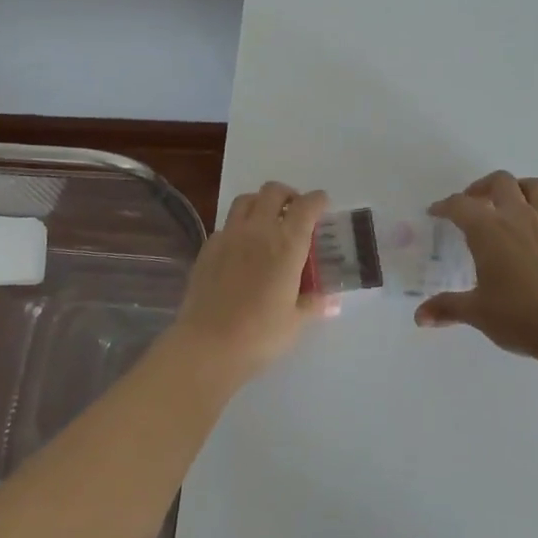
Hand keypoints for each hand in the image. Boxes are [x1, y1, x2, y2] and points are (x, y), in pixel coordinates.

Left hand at [172, 182, 333, 376]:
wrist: (207, 345)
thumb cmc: (259, 335)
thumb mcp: (295, 321)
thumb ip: (313, 304)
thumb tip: (330, 300)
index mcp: (286, 244)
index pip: (306, 206)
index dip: (317, 200)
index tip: (322, 204)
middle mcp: (258, 230)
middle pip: (273, 191)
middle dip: (288, 195)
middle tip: (294, 212)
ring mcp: (229, 236)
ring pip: (246, 200)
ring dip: (260, 203)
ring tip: (266, 221)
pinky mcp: (208, 247)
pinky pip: (226, 224)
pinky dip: (239, 226)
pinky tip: (241, 248)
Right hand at [415, 171, 537, 364]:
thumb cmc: (519, 317)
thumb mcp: (476, 313)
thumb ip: (446, 308)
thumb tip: (420, 317)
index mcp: (488, 231)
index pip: (460, 206)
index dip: (444, 206)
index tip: (435, 213)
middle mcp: (518, 218)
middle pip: (500, 182)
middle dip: (482, 187)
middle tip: (472, 204)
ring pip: (537, 186)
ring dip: (520, 188)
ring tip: (509, 202)